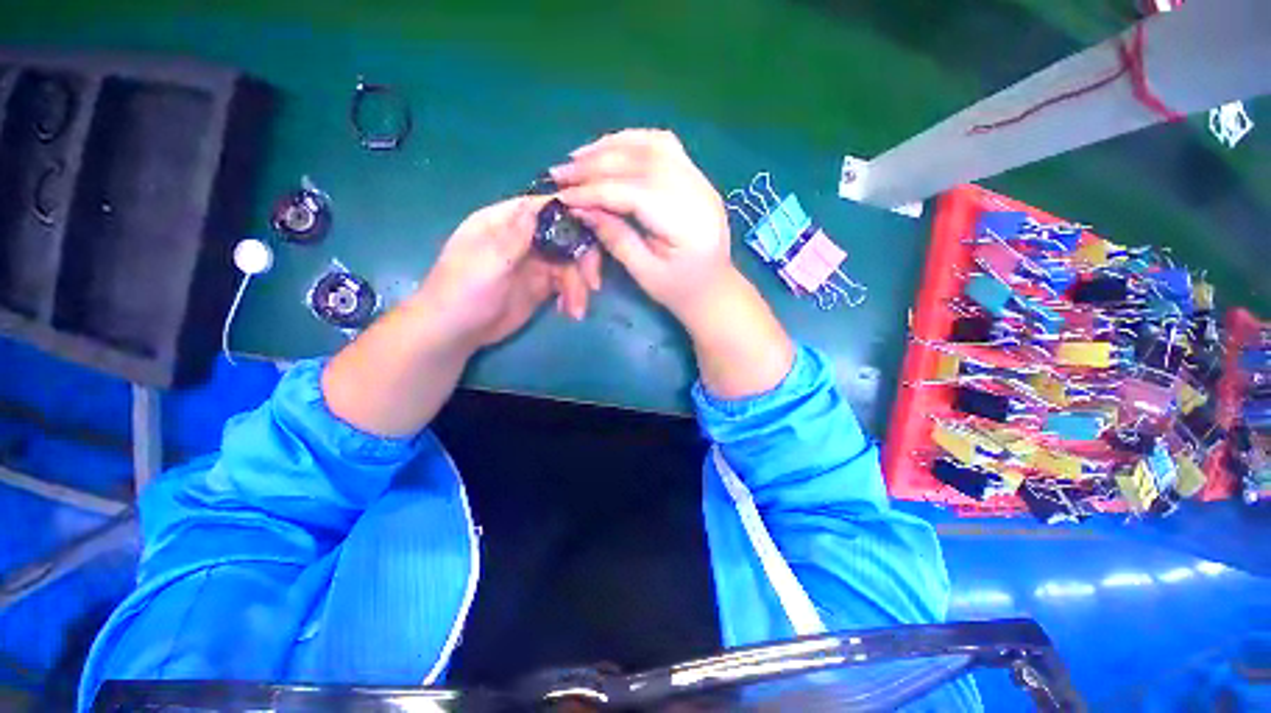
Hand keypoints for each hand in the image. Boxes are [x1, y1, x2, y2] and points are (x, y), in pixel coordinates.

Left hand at [416, 196, 601, 351]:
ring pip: (569, 264)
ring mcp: (533, 263)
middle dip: (582, 259)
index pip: (544, 207)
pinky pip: (566, 284)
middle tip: (592, 283)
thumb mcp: (489, 261)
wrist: (454, 332)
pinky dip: (572, 296)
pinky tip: (570, 312)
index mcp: (504, 222)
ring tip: (577, 310)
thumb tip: (546, 202)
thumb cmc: (462, 292)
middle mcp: (523, 238)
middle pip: (565, 236)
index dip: (572, 214)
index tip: (598, 229)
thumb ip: (518, 235)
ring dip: (578, 285)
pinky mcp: (541, 286)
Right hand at [548, 130, 734, 329]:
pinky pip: (663, 145)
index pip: (633, 193)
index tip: (563, 195)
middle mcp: (698, 192)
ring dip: (611, 146)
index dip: (595, 191)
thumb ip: (616, 239)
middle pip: (641, 162)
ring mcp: (700, 180)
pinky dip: (633, 142)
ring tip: (579, 157)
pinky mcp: (696, 177)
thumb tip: (583, 209)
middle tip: (561, 172)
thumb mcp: (645, 274)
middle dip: (596, 164)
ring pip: (652, 145)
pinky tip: (611, 149)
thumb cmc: (680, 291)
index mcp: (686, 223)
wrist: (715, 288)